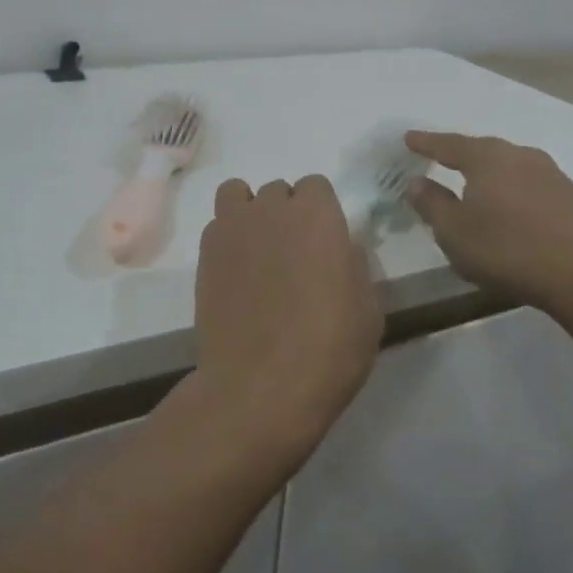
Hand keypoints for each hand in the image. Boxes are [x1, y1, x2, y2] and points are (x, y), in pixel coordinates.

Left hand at [192, 176, 381, 460]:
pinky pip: (217, 225)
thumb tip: (341, 248)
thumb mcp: (368, 308)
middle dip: (286, 213)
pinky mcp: (204, 254)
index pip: (316, 185)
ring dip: (250, 213)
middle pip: (278, 191)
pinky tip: (236, 272)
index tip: (325, 243)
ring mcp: (232, 228)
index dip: (321, 212)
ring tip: (258, 251)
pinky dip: (227, 237)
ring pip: (238, 195)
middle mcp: (272, 209)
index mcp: (317, 214)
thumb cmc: (328, 348)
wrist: (260, 387)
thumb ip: (354, 264)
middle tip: (294, 255)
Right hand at [403, 131, 572, 313]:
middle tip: (440, 157)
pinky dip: (511, 189)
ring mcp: (549, 173)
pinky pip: (528, 183)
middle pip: (481, 149)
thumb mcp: (454, 232)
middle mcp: (518, 155)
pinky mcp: (568, 195)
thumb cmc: (506, 249)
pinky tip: (509, 207)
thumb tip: (416, 182)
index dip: (426, 143)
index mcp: (487, 158)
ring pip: (508, 165)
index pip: (448, 144)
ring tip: (474, 184)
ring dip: (488, 172)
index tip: (408, 138)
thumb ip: (432, 203)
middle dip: (459, 154)